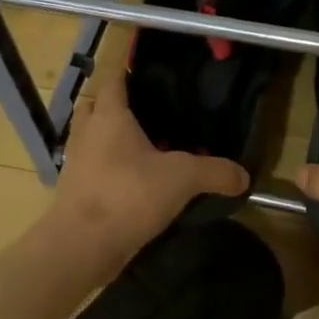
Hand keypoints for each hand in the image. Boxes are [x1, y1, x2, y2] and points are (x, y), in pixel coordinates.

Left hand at [48, 60, 248, 263]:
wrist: (81, 245)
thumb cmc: (128, 195)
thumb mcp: (182, 179)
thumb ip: (215, 172)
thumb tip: (244, 176)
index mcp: (109, 116)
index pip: (116, 80)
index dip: (130, 73)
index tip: (151, 74)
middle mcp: (87, 132)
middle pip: (97, 105)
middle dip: (117, 105)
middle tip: (148, 113)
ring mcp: (76, 162)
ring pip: (92, 138)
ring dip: (110, 138)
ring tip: (143, 147)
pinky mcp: (74, 190)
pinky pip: (92, 167)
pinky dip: (107, 168)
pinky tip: (133, 181)